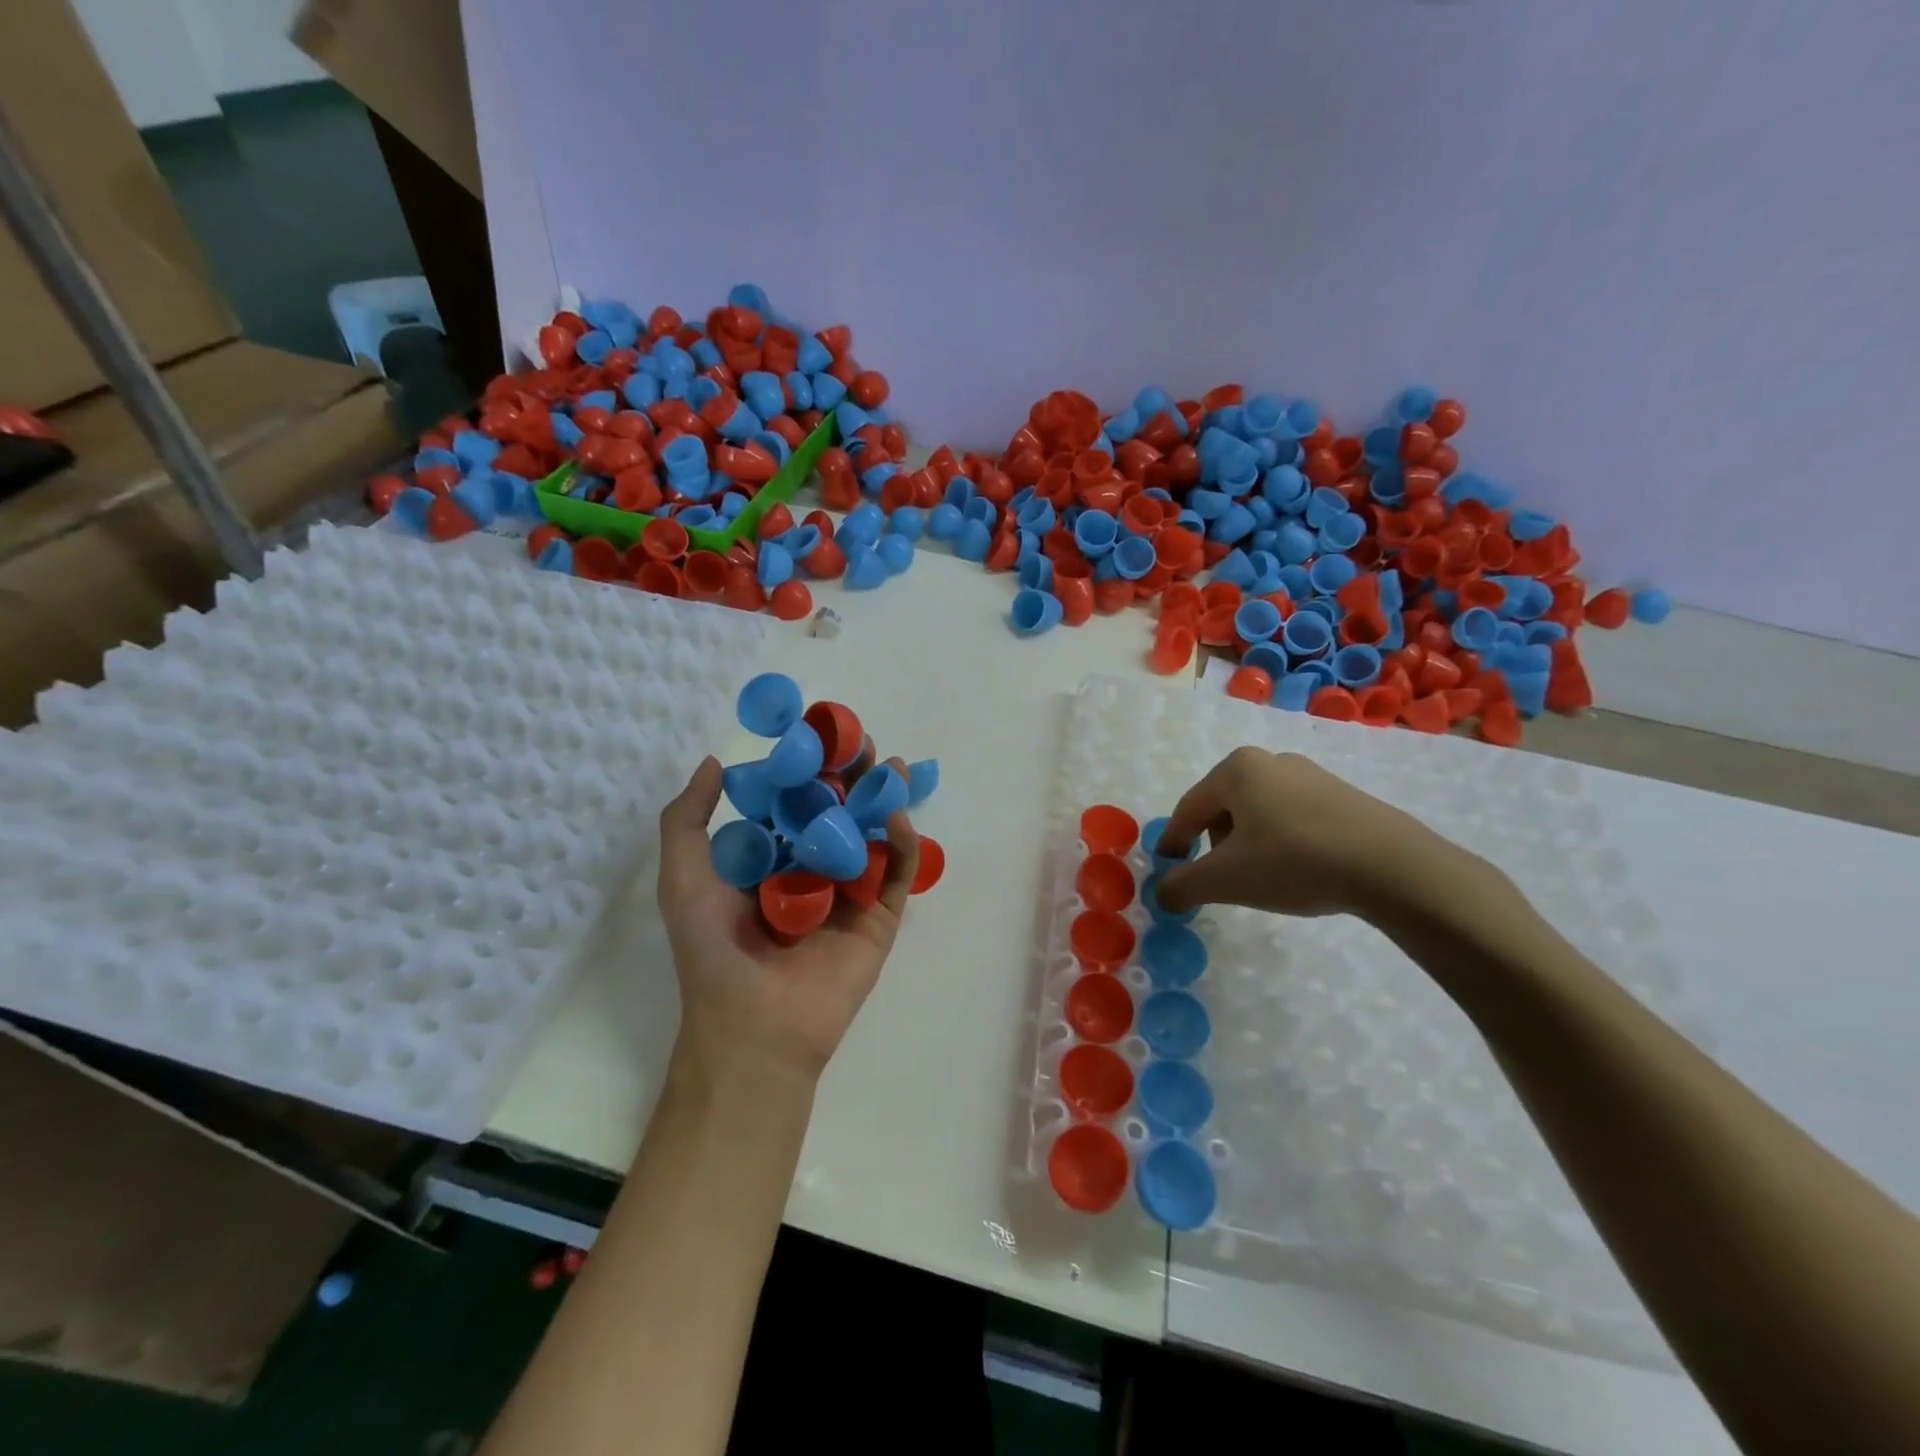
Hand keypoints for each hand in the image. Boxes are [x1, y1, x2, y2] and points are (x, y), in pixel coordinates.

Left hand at [655, 755, 919, 1084]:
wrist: (753, 1028)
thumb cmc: (713, 951)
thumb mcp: (683, 879)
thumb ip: (687, 820)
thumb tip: (714, 763)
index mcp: (769, 862)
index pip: (794, 804)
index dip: (806, 769)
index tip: (818, 733)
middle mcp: (812, 872)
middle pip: (839, 813)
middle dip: (851, 778)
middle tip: (862, 744)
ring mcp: (849, 895)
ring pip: (872, 838)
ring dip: (883, 800)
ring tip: (893, 766)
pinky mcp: (879, 919)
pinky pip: (895, 876)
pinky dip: (901, 845)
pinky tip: (896, 817)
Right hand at [1155, 747, 1475, 921]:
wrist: (1392, 866)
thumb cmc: (1293, 860)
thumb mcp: (1226, 879)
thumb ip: (1182, 885)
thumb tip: (1162, 893)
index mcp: (1236, 769)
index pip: (1189, 808)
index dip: (1174, 841)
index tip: (1168, 868)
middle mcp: (1270, 761)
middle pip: (1224, 806)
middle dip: (1213, 843)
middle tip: (1218, 877)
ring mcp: (1311, 776)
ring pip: (1259, 812)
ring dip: (1248, 843)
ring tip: (1260, 878)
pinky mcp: (1343, 796)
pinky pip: (1293, 817)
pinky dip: (1282, 842)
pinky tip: (1297, 870)